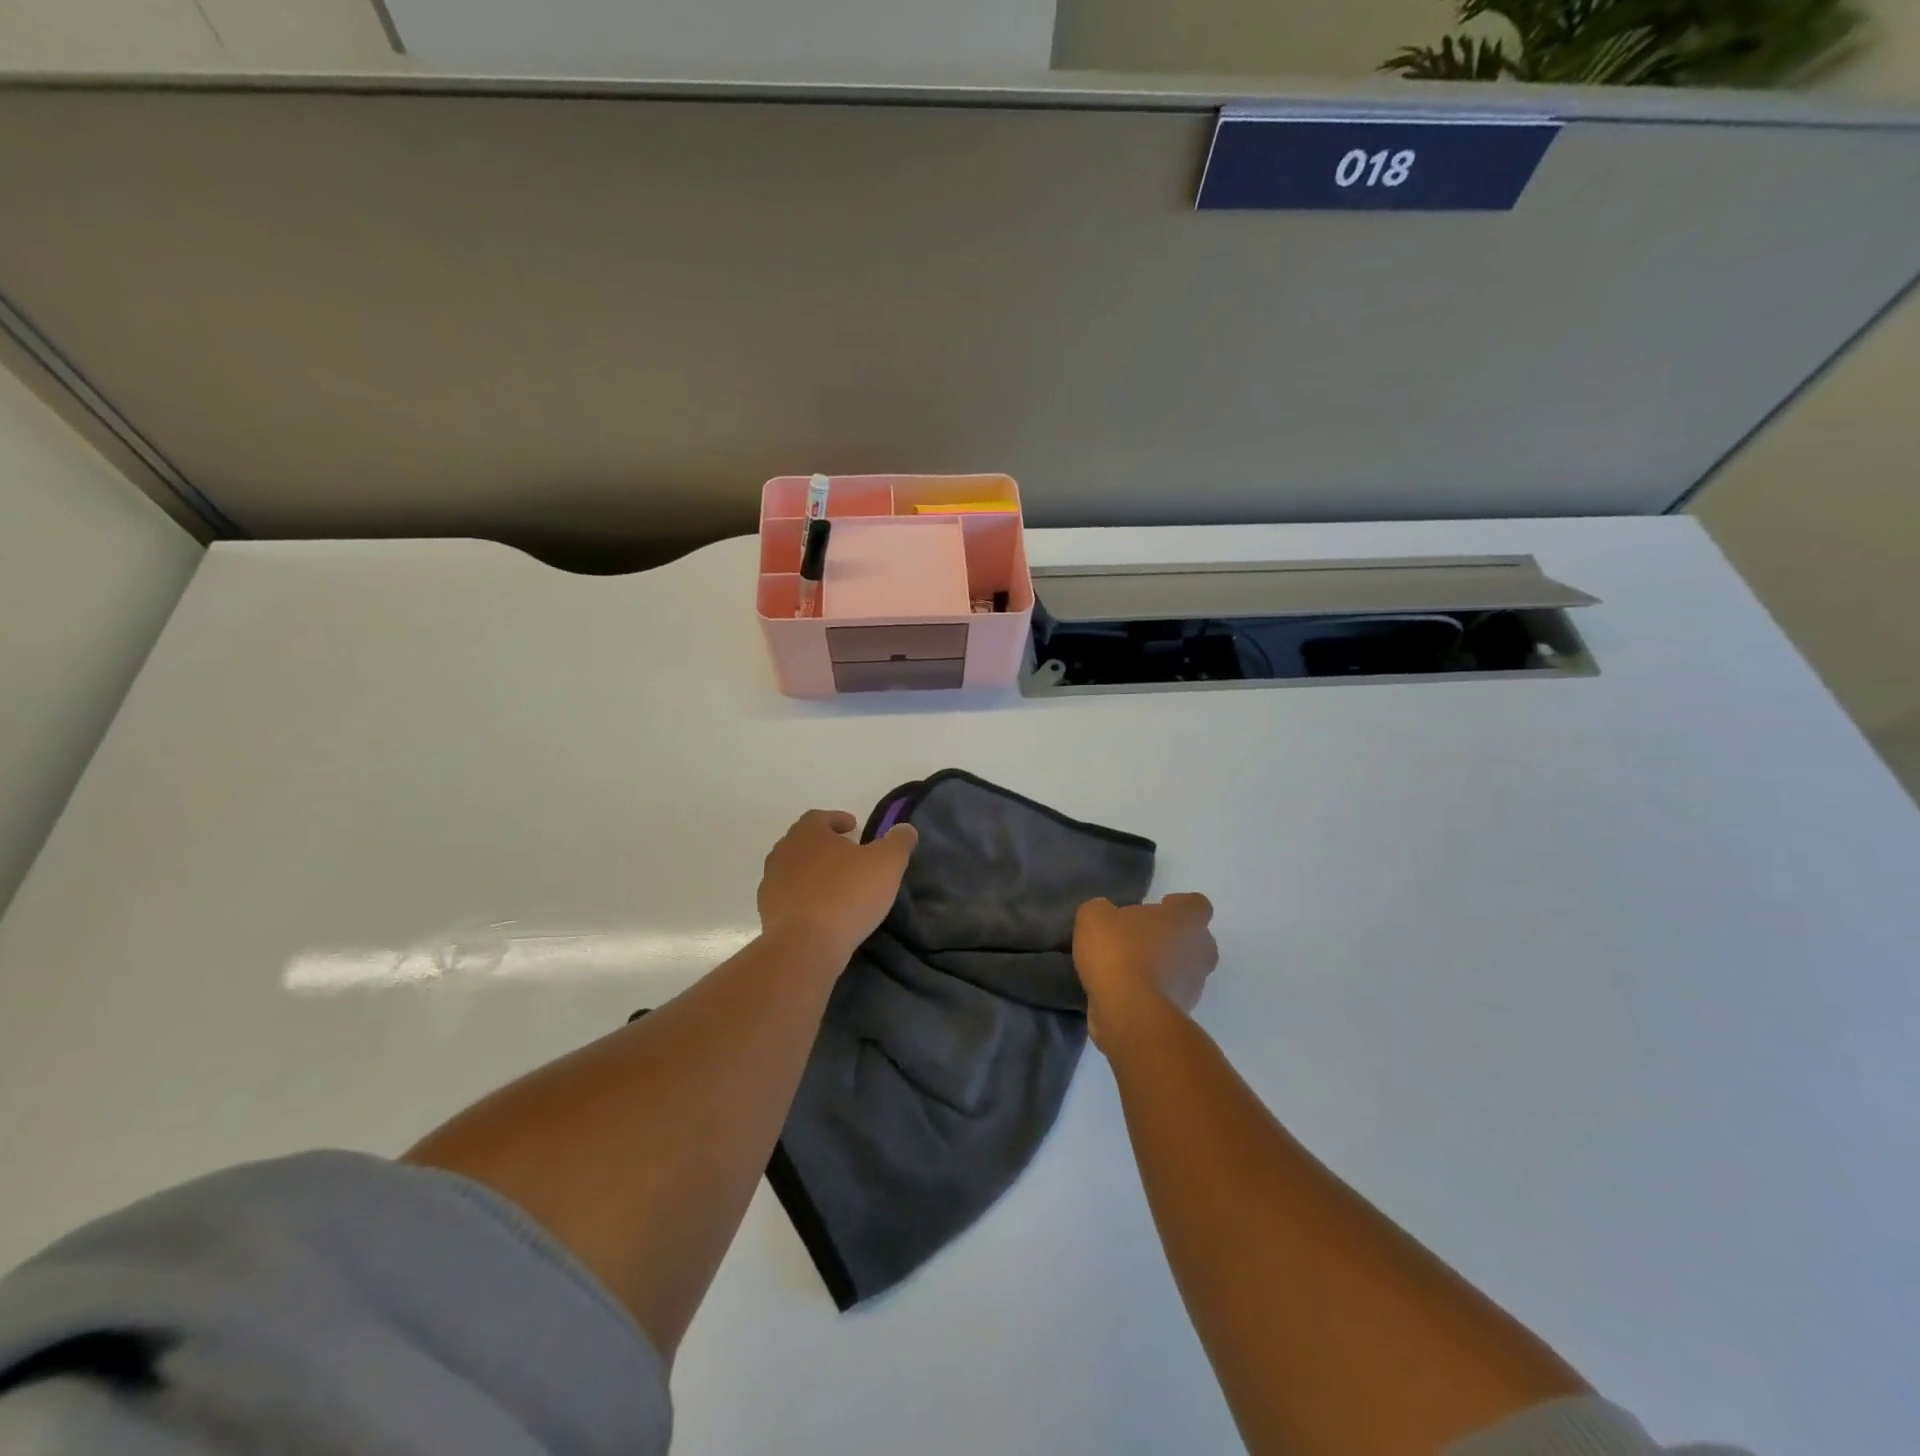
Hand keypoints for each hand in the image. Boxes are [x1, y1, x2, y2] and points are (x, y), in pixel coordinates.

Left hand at [758, 810, 918, 966]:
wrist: (805, 946)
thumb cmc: (847, 895)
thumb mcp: (887, 864)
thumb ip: (898, 842)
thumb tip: (905, 828)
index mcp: (807, 833)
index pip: (819, 817)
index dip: (837, 819)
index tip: (853, 827)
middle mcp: (783, 852)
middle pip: (803, 841)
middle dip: (824, 845)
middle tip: (847, 855)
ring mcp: (771, 883)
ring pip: (794, 869)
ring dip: (812, 872)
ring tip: (836, 885)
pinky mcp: (767, 912)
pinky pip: (788, 897)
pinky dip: (804, 897)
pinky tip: (821, 911)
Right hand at [1074, 894, 1217, 1051]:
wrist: (1129, 1013)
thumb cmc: (1119, 953)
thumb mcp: (1094, 917)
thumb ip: (1102, 910)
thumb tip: (1106, 916)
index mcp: (1187, 921)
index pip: (1197, 905)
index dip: (1178, 905)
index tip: (1158, 908)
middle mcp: (1200, 951)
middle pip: (1196, 939)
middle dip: (1173, 938)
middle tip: (1141, 938)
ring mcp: (1194, 986)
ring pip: (1183, 969)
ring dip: (1162, 967)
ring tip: (1126, 968)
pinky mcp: (1181, 1014)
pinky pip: (1167, 995)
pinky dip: (1151, 993)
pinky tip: (1122, 992)